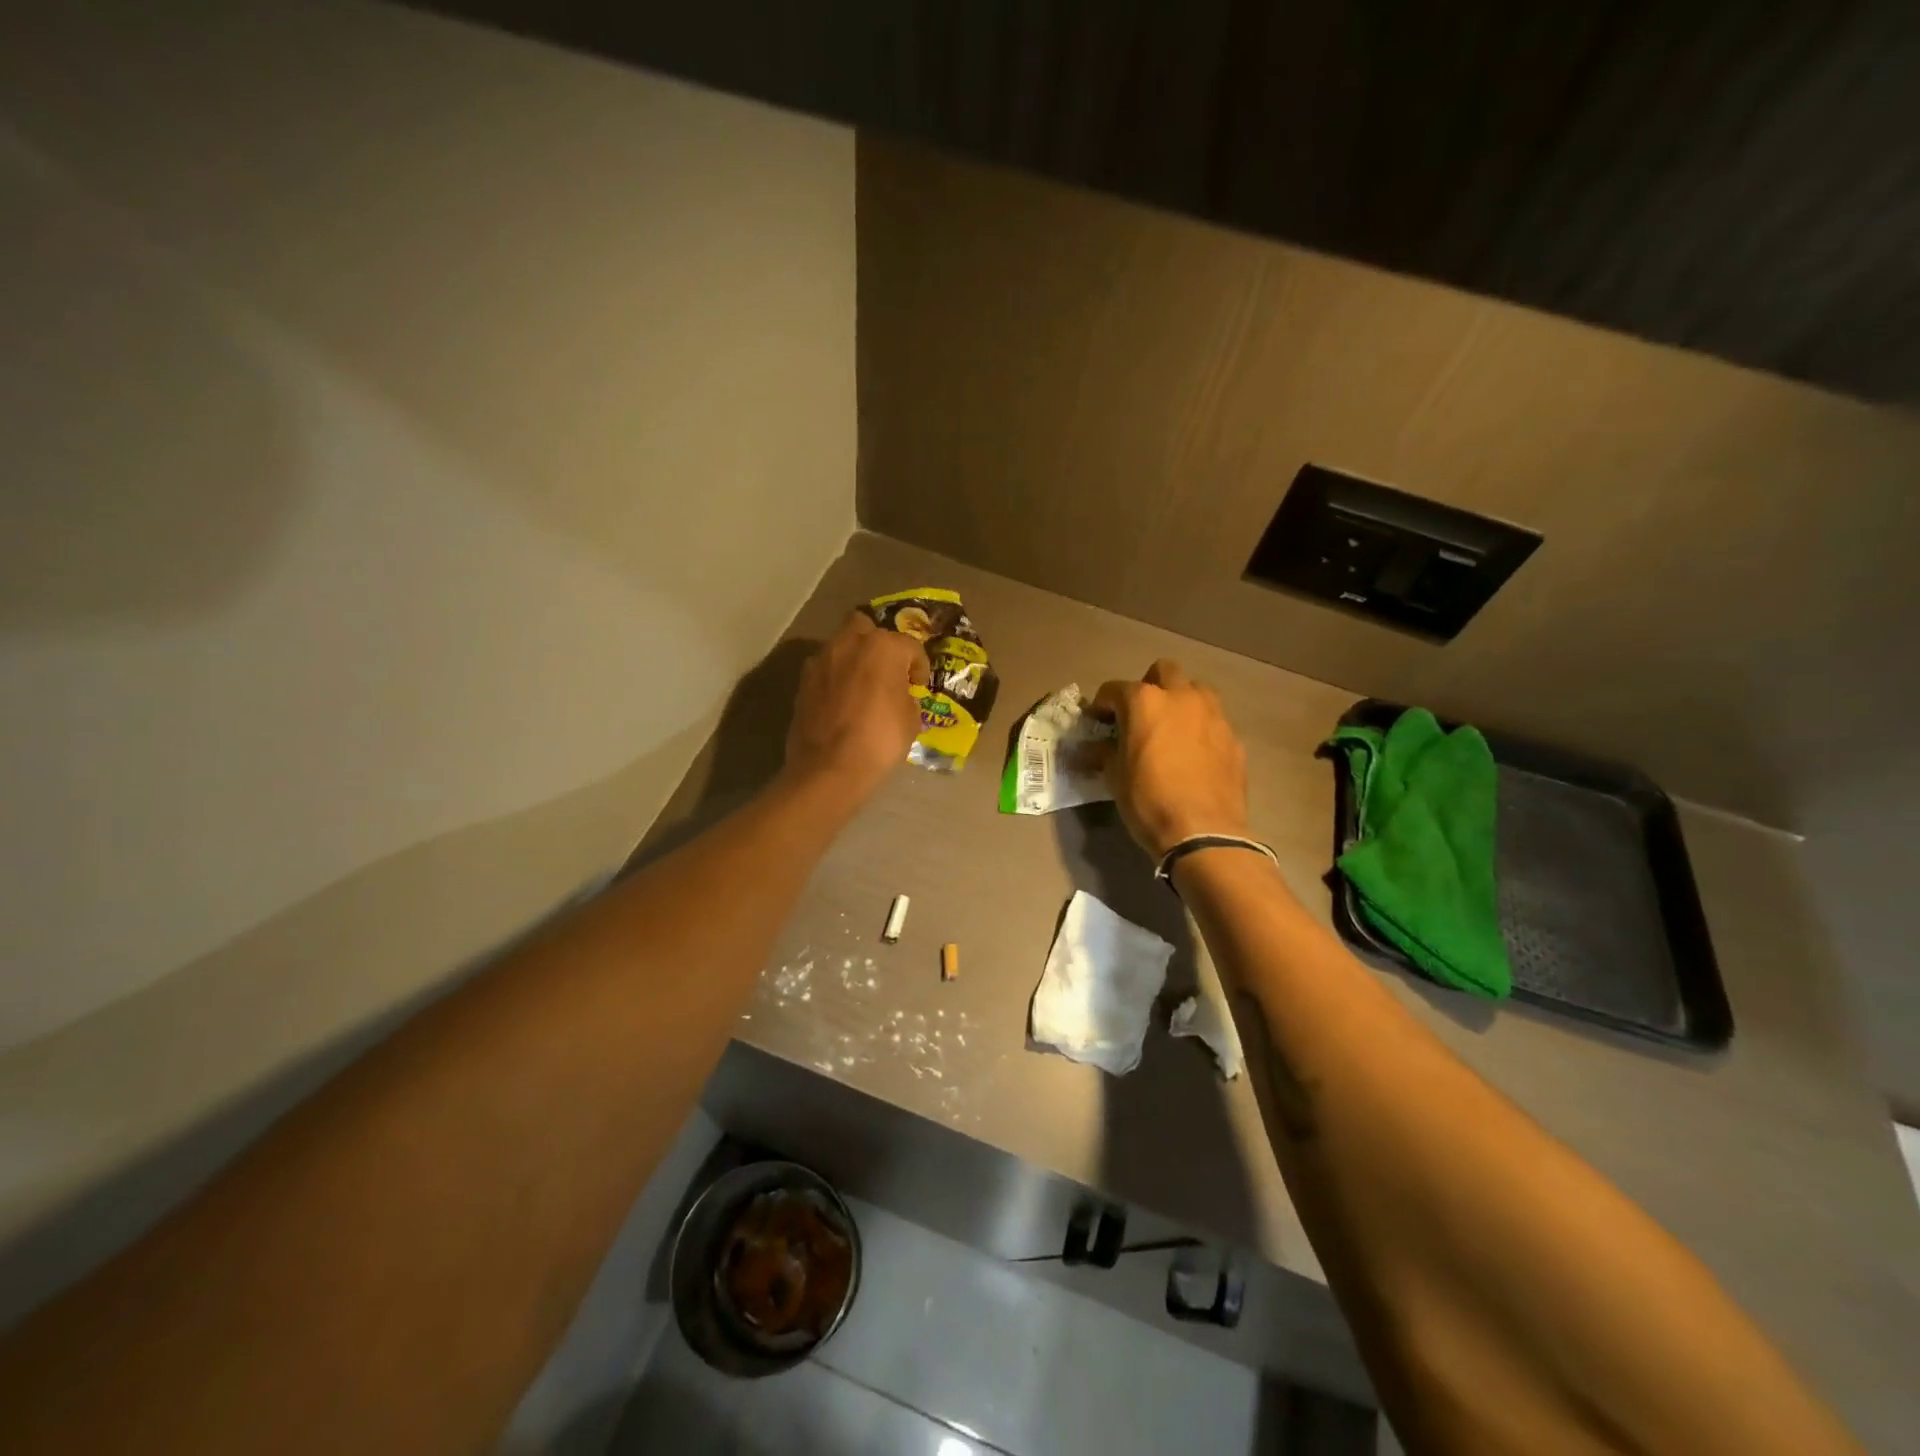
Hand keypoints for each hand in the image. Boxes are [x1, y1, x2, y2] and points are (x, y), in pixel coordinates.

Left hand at [784, 611, 929, 802]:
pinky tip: (842, 702)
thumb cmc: (880, 740)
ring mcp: (821, 660)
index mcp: (883, 647)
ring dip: (853, 660)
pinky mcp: (803, 681)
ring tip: (863, 687)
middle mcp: (849, 643)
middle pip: (866, 628)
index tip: (919, 686)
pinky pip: (825, 670)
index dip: (919, 667)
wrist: (829, 768)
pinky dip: (835, 678)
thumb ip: (907, 697)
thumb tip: (899, 696)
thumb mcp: (911, 720)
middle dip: (878, 644)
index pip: (910, 646)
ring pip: (841, 646)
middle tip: (886, 670)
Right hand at [1093, 660, 1249, 858]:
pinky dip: (1200, 729)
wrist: (1203, 832)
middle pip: (1164, 671)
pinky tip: (1193, 755)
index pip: (1115, 689)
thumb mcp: (1115, 777)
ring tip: (1171, 729)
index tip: (1098, 722)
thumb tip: (1093, 747)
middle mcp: (1182, 697)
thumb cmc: (1148, 801)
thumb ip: (1104, 752)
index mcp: (1145, 702)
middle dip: (1148, 686)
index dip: (1102, 705)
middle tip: (1139, 715)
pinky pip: (1213, 721)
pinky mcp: (1233, 738)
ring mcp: (1213, 715)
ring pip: (1196, 690)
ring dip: (1180, 701)